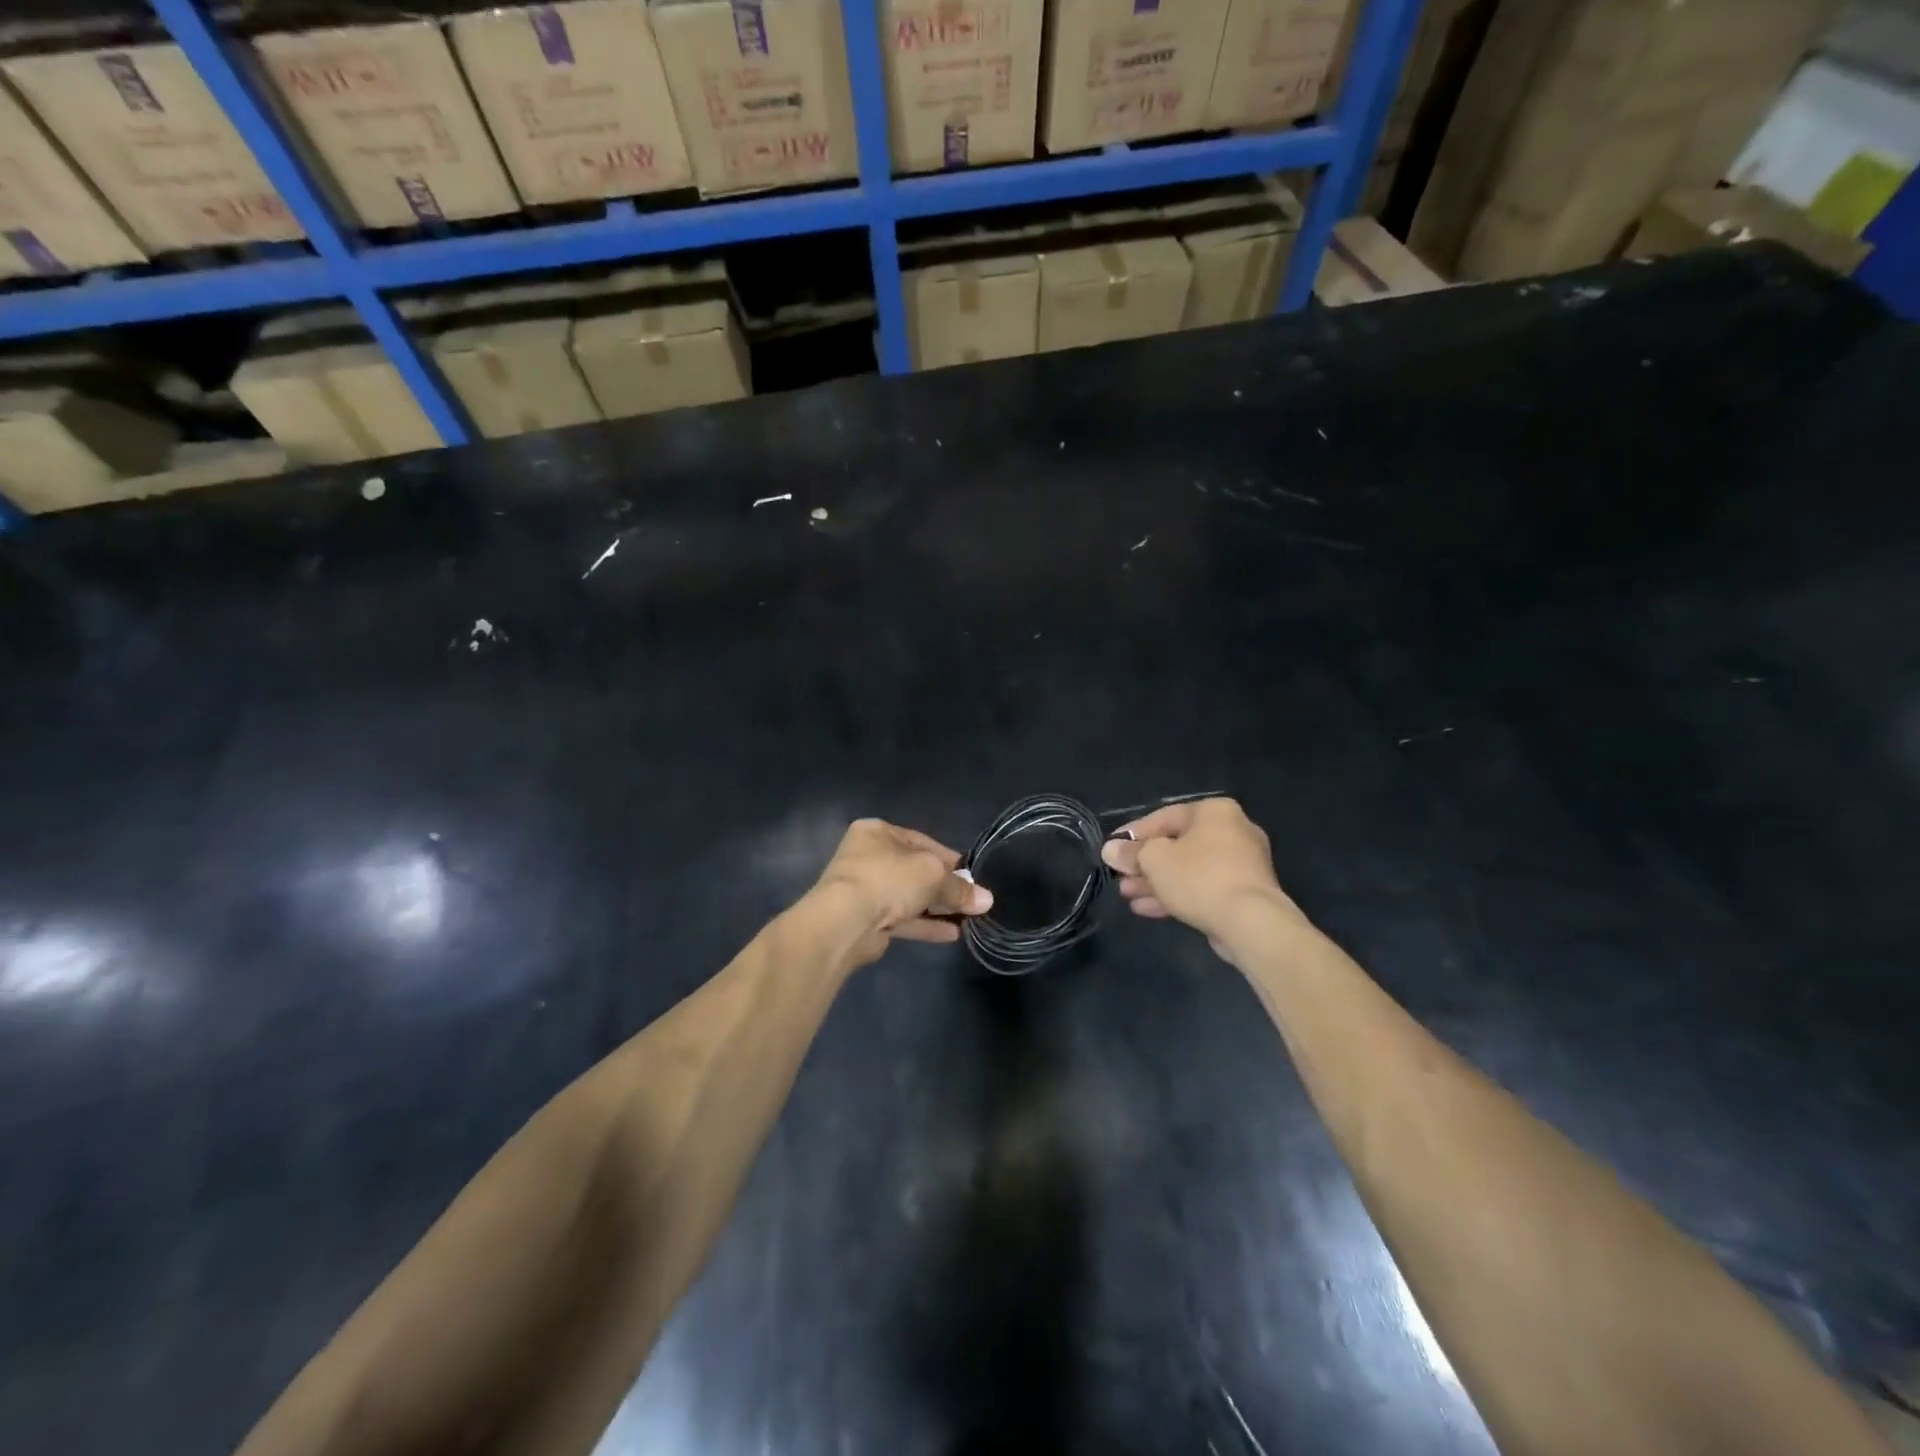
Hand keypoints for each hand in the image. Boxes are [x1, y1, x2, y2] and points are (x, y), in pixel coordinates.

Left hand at [807, 819, 992, 968]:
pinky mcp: (866, 920)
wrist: (845, 922)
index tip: (971, 875)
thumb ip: (959, 888)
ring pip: (909, 897)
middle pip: (915, 870)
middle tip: (971, 899)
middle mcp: (868, 857)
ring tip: (968, 919)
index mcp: (877, 832)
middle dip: (944, 886)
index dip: (948, 858)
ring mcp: (865, 890)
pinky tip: (951, 934)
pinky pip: (902, 919)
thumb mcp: (933, 875)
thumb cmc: (888, 879)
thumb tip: (986, 899)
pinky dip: (925, 925)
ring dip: (937, 907)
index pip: (921, 841)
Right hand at [1099, 798, 1308, 960]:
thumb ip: (1131, 853)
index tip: (1112, 849)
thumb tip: (1111, 849)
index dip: (1133, 834)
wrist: (1251, 923)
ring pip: (1188, 869)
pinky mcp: (1243, 892)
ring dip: (1156, 882)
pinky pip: (1202, 887)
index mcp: (1213, 812)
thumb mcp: (1154, 860)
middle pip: (1176, 844)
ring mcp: (1241, 864)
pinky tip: (1147, 908)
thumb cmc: (1199, 878)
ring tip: (1127, 895)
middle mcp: (1232, 831)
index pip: (1163, 817)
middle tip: (1120, 877)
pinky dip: (1176, 894)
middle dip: (1144, 863)